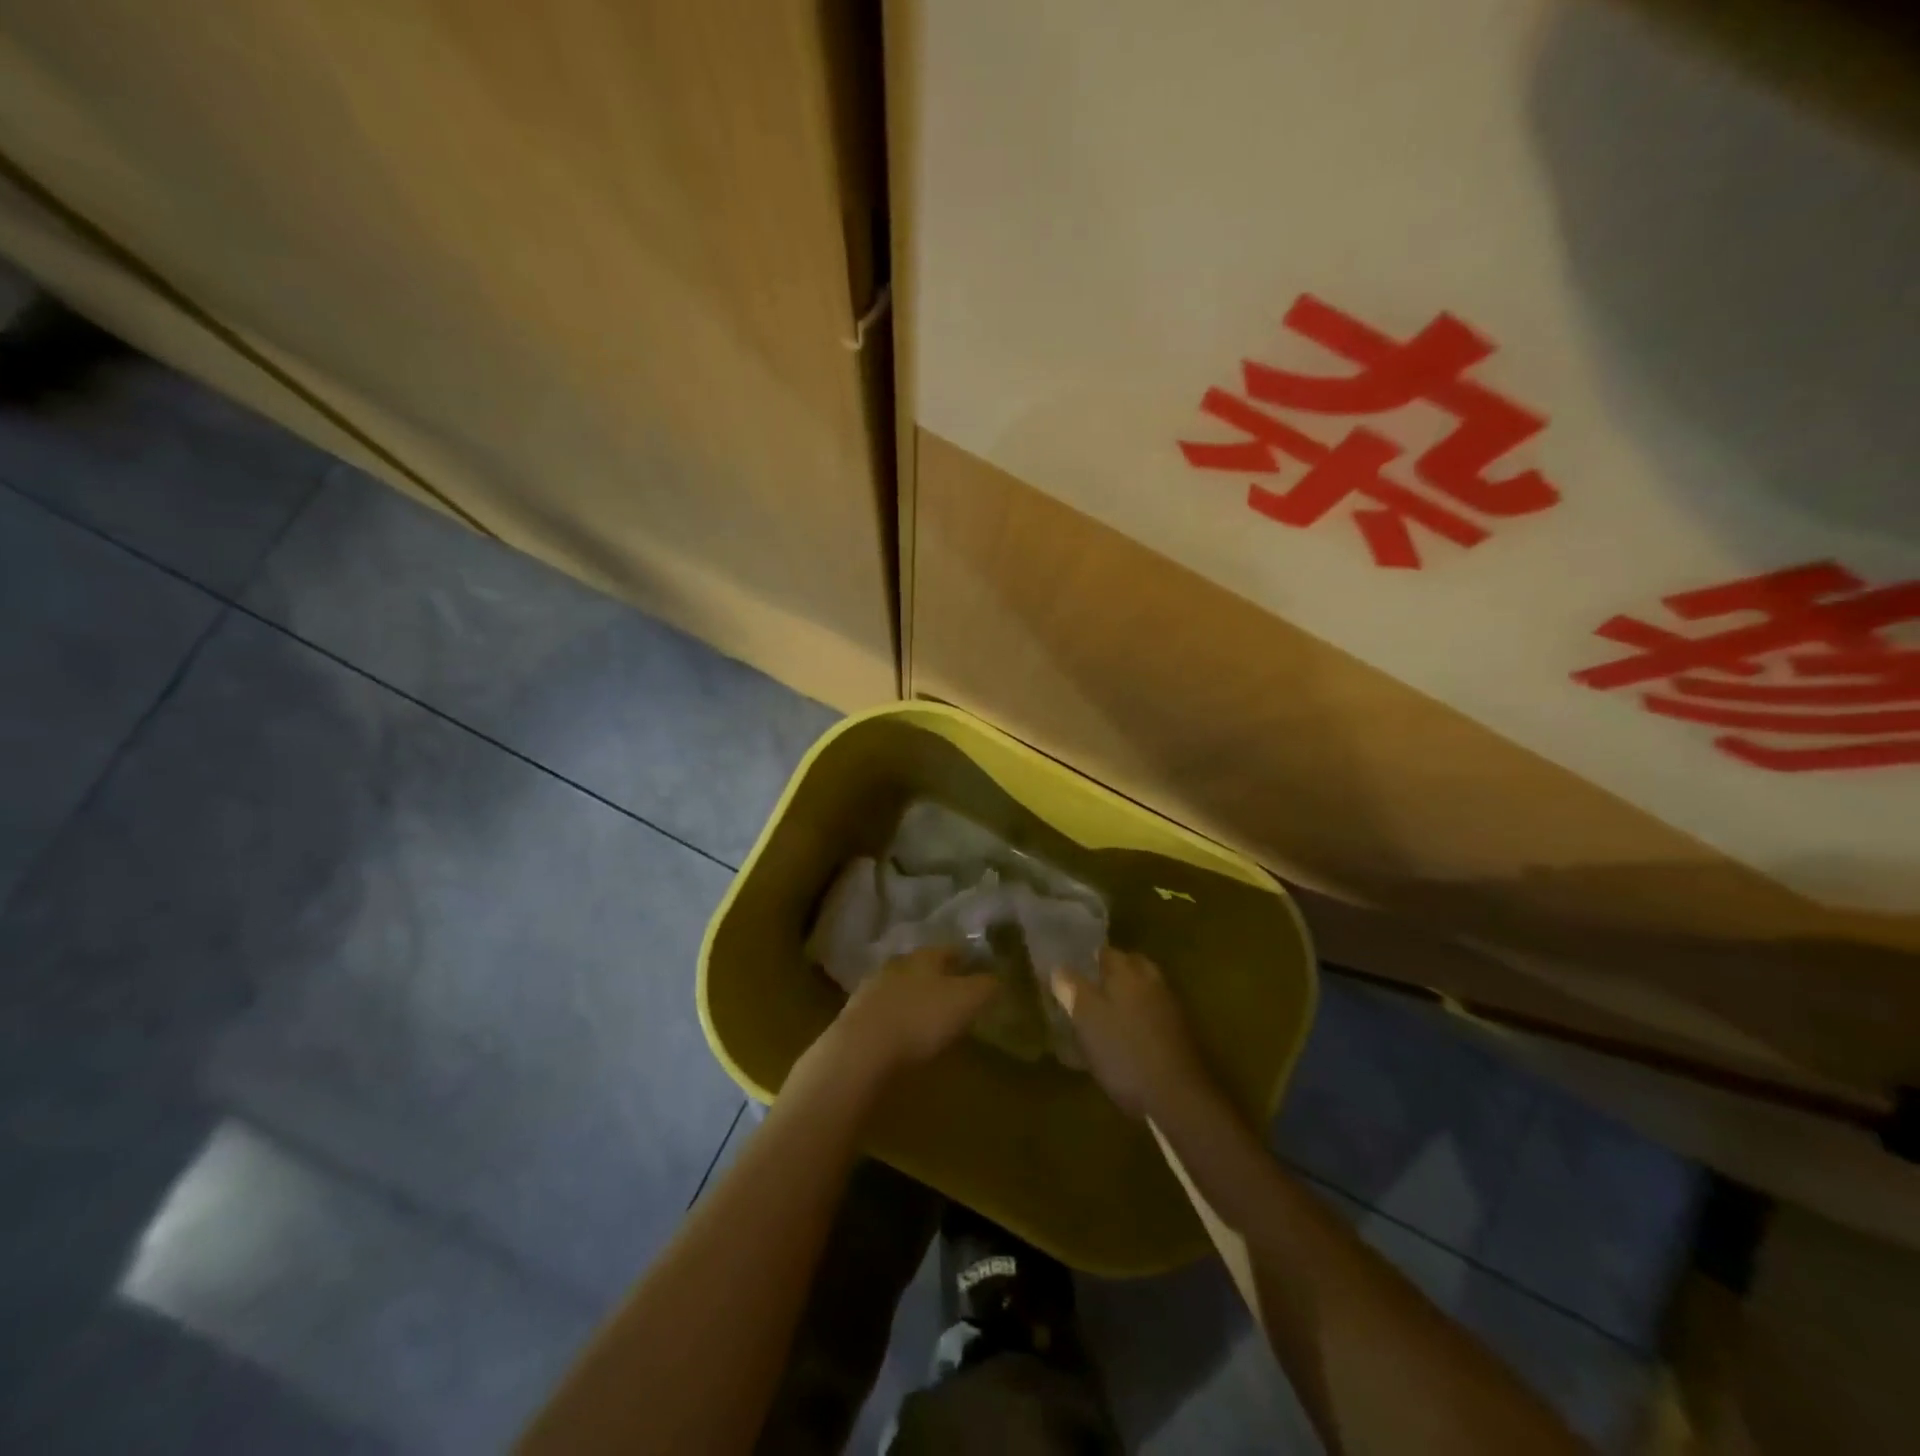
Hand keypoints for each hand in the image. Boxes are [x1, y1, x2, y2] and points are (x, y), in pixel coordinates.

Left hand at [826, 947, 997, 1080]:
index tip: (976, 968)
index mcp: (924, 957)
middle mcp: (897, 965)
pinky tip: (903, 1036)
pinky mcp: (856, 1017)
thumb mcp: (966, 1001)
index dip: (964, 958)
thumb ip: (985, 986)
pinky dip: (896, 1020)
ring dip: (914, 999)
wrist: (862, 1048)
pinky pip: (884, 1012)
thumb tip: (998, 977)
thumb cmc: (921, 1018)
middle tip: (954, 993)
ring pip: (900, 988)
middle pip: (922, 967)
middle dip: (938, 978)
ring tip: (929, 1018)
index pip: (948, 950)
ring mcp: (872, 990)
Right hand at [1051, 948, 1210, 1118]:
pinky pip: (1156, 1013)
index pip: (1107, 953)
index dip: (1089, 958)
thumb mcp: (1087, 1019)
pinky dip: (1142, 1016)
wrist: (1177, 1097)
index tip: (1075, 967)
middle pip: (1131, 966)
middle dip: (1114, 973)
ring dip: (1129, 994)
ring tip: (1108, 1013)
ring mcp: (1171, 1007)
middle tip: (1092, 987)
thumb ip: (1072, 989)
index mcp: (1128, 973)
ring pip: (1146, 989)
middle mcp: (1152, 982)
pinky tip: (1129, 1036)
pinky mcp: (1181, 1034)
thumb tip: (1059, 967)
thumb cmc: (1124, 1052)